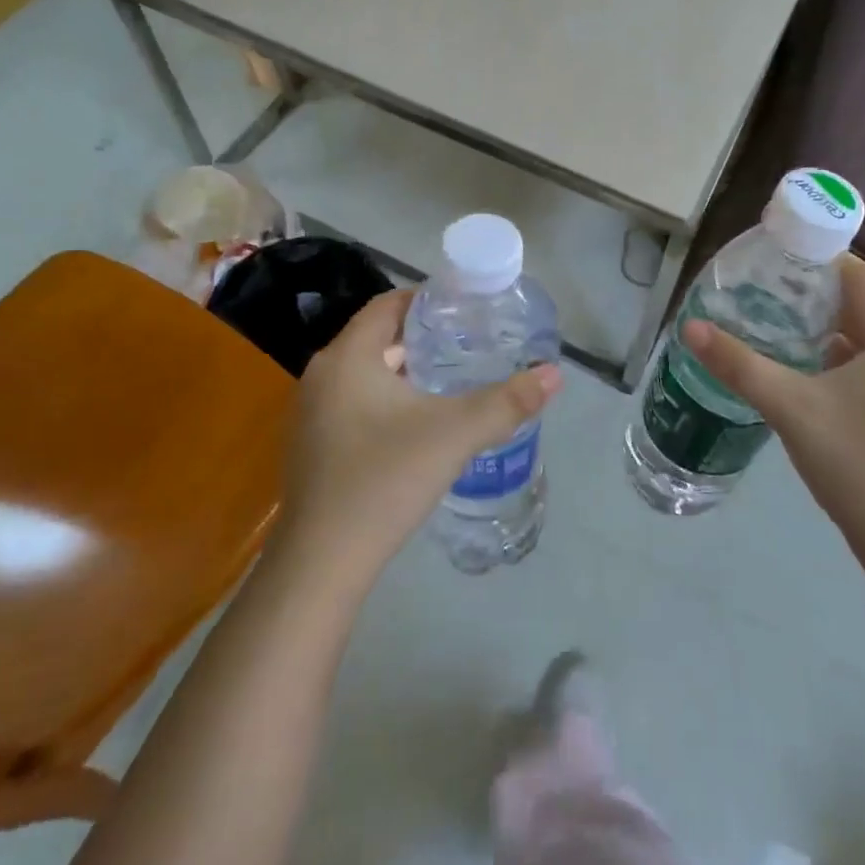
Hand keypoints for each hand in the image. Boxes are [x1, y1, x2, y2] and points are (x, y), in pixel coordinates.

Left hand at [274, 288, 561, 587]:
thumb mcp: (455, 435)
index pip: (388, 305)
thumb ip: (508, 402)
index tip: (466, 310)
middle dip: (422, 337)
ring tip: (451, 379)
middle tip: (468, 344)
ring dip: (405, 370)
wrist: (322, 564)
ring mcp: (311, 412)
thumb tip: (554, 374)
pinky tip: (417, 424)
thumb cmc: (385, 480)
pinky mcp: (313, 445)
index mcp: (347, 357)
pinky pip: (354, 402)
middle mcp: (322, 375)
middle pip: (378, 338)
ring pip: (366, 373)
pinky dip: (386, 399)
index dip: (427, 300)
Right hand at [685, 254, 864, 581]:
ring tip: (781, 332)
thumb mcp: (790, 408)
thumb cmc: (858, 464)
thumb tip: (690, 328)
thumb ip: (739, 364)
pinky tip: (812, 382)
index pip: (863, 279)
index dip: (822, 262)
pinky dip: (848, 368)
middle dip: (819, 300)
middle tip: (767, 294)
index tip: (779, 258)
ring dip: (832, 337)